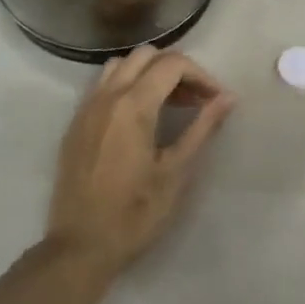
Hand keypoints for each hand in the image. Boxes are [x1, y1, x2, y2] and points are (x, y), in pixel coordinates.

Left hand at [46, 47, 234, 276]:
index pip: (172, 64)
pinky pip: (103, 85)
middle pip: (146, 56)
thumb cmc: (134, 214)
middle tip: (196, 101)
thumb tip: (228, 98)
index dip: (201, 76)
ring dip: (149, 73)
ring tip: (168, 104)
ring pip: (121, 65)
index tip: (216, 100)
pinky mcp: (76, 124)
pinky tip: (139, 117)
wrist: (80, 247)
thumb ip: (202, 128)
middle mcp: (107, 97)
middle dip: (176, 70)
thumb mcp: (176, 172)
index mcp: (133, 106)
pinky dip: (126, 85)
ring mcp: (86, 108)